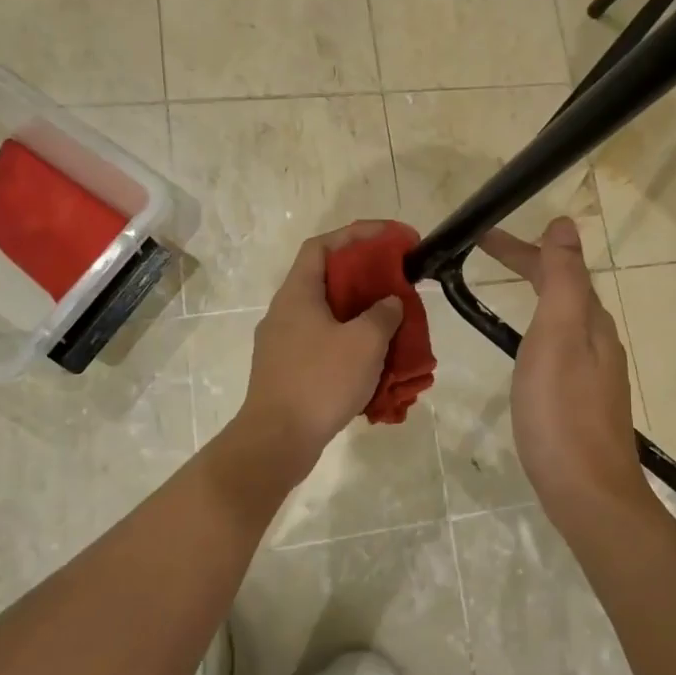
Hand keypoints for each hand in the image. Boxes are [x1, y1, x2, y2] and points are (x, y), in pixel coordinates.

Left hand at [228, 222, 404, 487]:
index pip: (323, 246)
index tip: (392, 238)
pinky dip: (350, 346)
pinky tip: (374, 364)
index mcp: (297, 294)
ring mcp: (282, 344)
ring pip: (328, 316)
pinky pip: (324, 346)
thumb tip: (389, 303)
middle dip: (366, 279)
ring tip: (393, 326)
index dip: (357, 234)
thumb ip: (383, 314)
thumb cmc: (320, 381)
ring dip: (361, 316)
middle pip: (327, 280)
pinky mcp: (287, 371)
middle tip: (398, 284)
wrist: (277, 441)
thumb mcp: (364, 342)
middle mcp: (285, 312)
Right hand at [480, 218, 647, 520]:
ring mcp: (594, 373)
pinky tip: (528, 349)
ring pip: (563, 318)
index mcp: (591, 322)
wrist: (587, 492)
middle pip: (563, 289)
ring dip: (535, 293)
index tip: (482, 236)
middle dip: (528, 265)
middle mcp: (598, 341)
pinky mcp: (583, 400)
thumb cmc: (562, 412)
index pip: (558, 267)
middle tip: (484, 253)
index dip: (522, 247)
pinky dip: (538, 328)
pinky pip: (561, 346)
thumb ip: (562, 280)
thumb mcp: (557, 336)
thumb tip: (565, 225)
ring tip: (505, 288)